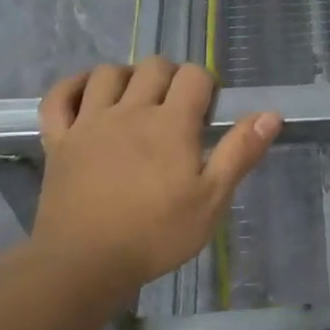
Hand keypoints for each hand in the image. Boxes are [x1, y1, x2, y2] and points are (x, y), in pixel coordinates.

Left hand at [32, 58, 281, 293]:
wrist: (84, 263)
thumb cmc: (155, 234)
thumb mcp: (211, 200)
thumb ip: (240, 153)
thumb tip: (271, 114)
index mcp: (171, 123)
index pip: (194, 76)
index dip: (206, 85)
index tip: (207, 113)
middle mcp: (130, 110)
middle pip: (153, 66)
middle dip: (171, 77)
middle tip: (177, 109)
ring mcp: (89, 122)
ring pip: (107, 73)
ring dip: (126, 76)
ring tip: (135, 100)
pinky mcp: (59, 140)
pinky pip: (58, 97)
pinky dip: (71, 87)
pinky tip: (86, 94)